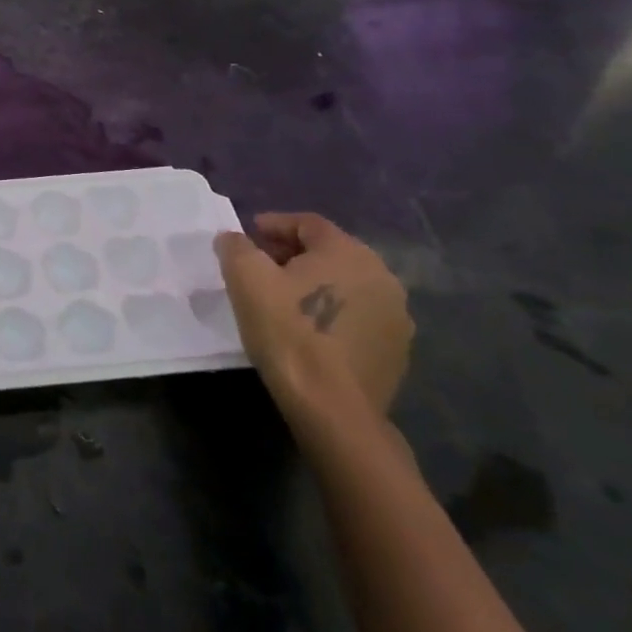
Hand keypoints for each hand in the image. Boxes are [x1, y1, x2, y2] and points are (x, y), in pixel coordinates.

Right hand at [214, 213, 412, 421]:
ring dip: (315, 283)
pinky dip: (333, 311)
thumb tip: (234, 238)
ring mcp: (396, 315)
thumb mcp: (246, 279)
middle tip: (260, 265)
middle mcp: (381, 275)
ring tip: (283, 299)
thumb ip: (236, 247)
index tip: (248, 234)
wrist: (333, 408)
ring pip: (347, 284)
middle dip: (293, 253)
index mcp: (348, 252)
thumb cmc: (287, 333)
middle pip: (330, 252)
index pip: (308, 223)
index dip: (274, 224)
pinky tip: (310, 329)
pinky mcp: (397, 349)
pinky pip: (359, 315)